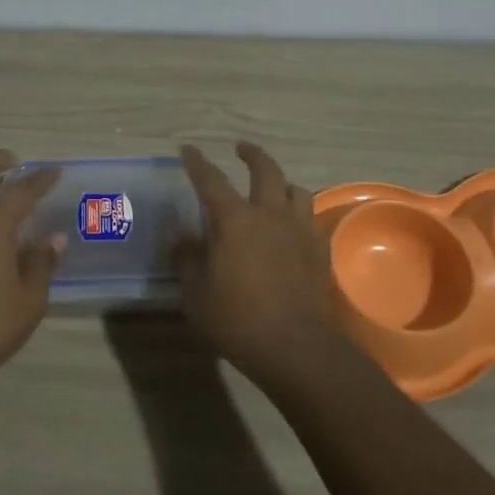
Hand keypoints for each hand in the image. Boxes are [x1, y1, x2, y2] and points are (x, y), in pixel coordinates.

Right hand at [175, 142, 341, 387]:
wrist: (294, 346)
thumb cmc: (235, 319)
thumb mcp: (195, 292)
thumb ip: (185, 257)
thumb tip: (176, 231)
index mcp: (234, 220)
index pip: (211, 180)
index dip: (197, 163)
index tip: (189, 150)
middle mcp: (269, 214)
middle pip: (265, 170)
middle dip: (252, 154)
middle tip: (241, 149)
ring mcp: (299, 230)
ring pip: (296, 190)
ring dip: (281, 183)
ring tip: (273, 188)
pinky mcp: (319, 250)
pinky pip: (310, 219)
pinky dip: (299, 213)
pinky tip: (292, 226)